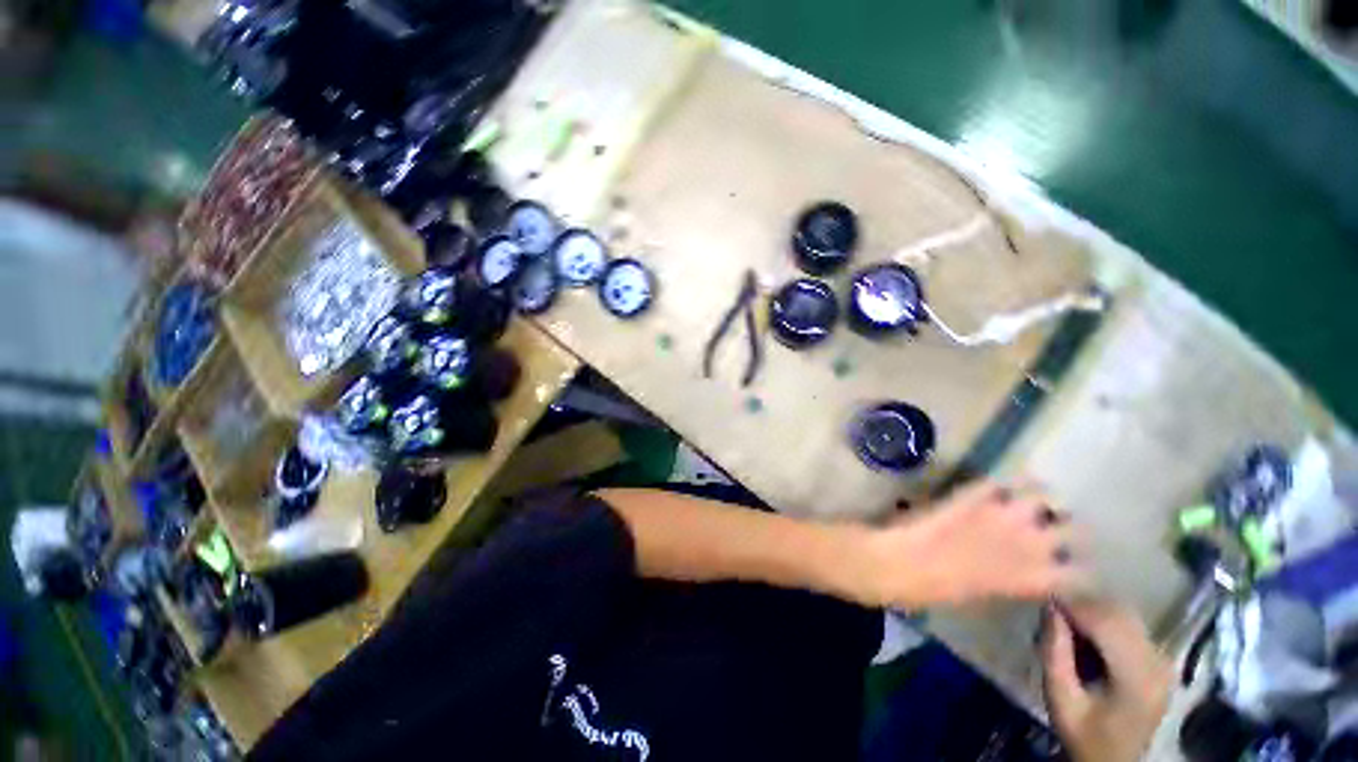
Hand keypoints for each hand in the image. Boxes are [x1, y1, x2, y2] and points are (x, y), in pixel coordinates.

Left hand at [856, 479, 1087, 607]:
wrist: (897, 563)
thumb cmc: (934, 591)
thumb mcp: (981, 595)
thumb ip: (1010, 581)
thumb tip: (1023, 571)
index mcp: (1031, 578)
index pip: (1083, 575)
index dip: (1085, 570)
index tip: (1079, 566)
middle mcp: (1028, 544)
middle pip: (1075, 529)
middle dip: (1070, 527)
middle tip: (1058, 526)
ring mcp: (1000, 514)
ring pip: (1044, 495)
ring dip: (1043, 497)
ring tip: (1035, 499)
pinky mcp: (971, 494)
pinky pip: (998, 481)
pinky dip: (1003, 482)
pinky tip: (1000, 485)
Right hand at [1042, 599, 1171, 761]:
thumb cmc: (1083, 733)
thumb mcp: (1059, 698)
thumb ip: (1055, 653)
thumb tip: (1050, 608)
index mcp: (1138, 678)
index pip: (1106, 622)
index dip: (1074, 605)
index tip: (1044, 599)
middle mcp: (1158, 663)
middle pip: (1119, 614)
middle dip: (1082, 605)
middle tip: (1052, 613)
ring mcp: (1164, 661)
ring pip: (1126, 615)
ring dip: (1093, 611)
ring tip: (1067, 624)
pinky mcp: (1161, 660)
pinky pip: (1131, 626)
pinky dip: (1104, 621)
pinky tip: (1088, 635)